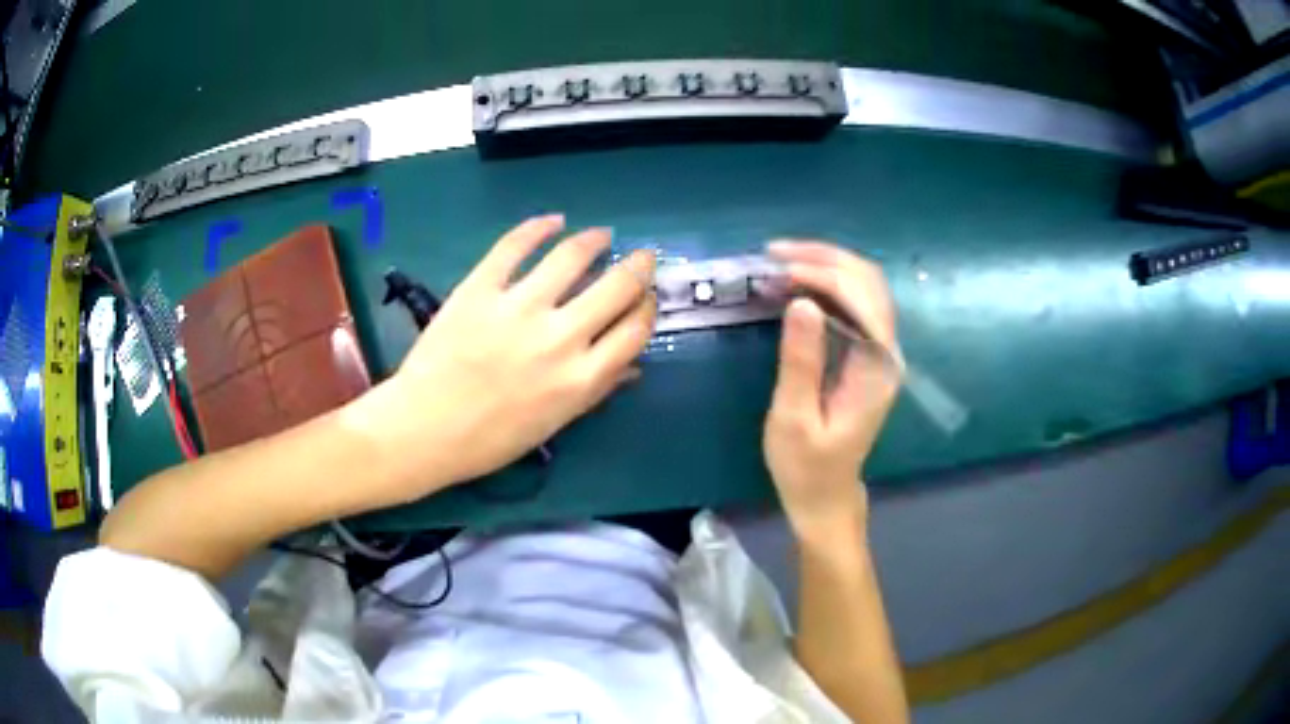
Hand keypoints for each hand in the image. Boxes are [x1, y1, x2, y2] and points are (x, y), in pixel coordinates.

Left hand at [365, 215, 655, 497]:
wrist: (424, 429)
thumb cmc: (490, 439)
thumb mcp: (552, 424)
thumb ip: (596, 391)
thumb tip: (632, 366)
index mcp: (581, 378)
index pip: (635, 330)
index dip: (647, 307)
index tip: (645, 298)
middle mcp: (559, 338)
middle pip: (617, 287)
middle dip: (638, 267)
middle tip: (642, 257)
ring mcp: (518, 308)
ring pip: (571, 256)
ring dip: (595, 240)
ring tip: (601, 235)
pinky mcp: (480, 289)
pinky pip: (514, 245)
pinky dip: (538, 227)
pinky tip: (554, 221)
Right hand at [762, 241, 901, 537]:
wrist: (825, 495)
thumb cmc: (806, 466)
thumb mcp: (794, 419)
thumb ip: (801, 361)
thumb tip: (802, 303)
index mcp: (876, 369)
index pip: (861, 299)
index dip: (822, 274)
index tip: (778, 270)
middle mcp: (887, 352)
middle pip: (869, 282)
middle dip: (824, 258)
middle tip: (774, 253)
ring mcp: (879, 351)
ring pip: (864, 287)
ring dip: (825, 265)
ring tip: (780, 262)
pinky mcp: (865, 354)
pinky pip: (853, 303)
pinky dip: (825, 284)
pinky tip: (796, 282)